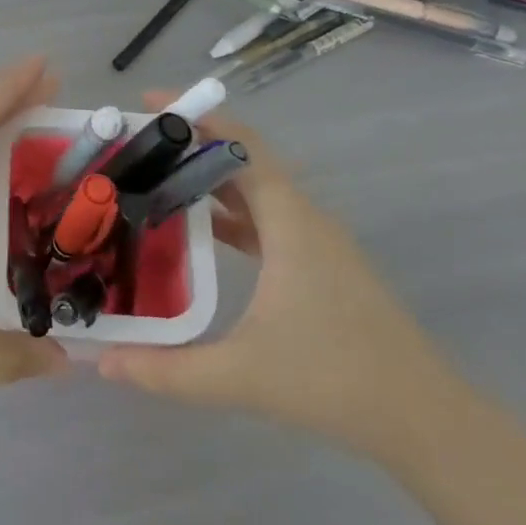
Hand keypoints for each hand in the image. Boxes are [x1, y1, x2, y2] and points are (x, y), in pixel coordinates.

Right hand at [97, 94, 472, 462]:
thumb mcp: (241, 376)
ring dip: (208, 178)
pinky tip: (197, 231)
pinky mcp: (321, 263)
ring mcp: (316, 240)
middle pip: (242, 157)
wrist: (426, 420)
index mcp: (288, 220)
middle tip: (134, 147)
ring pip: (255, 188)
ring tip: (153, 180)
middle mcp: (303, 217)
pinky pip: (266, 217)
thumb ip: (165, 370)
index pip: (239, 142)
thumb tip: (99, 361)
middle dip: (188, 144)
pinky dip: (229, 211)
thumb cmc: (335, 382)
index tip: (146, 103)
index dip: (194, 115)